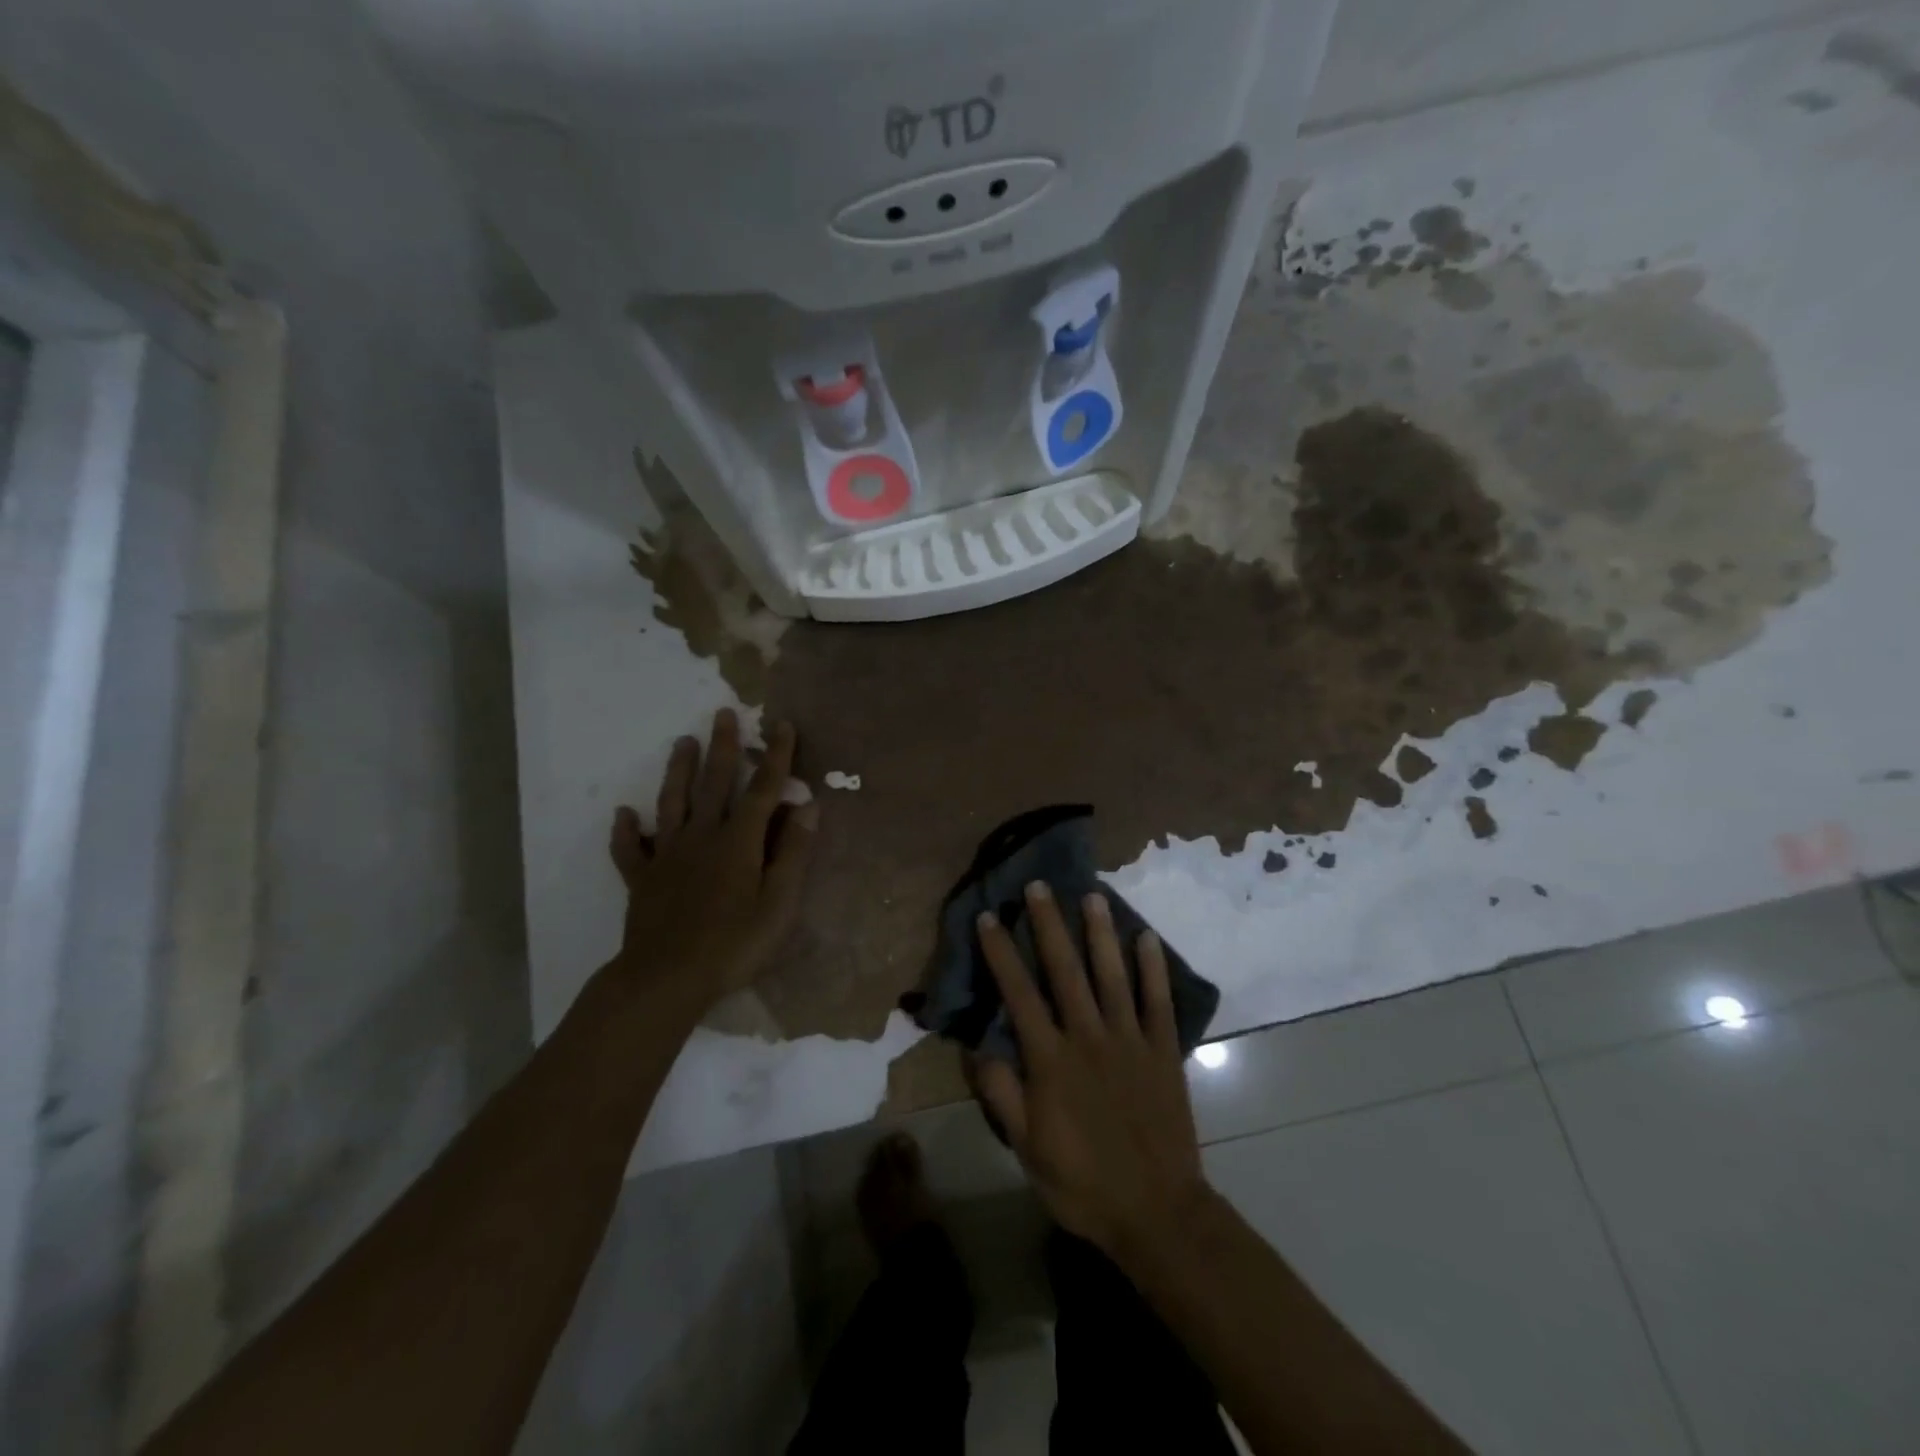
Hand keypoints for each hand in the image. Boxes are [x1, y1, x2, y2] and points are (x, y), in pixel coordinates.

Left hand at [607, 708, 817, 1014]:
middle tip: (722, 713)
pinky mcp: (642, 879)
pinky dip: (626, 830)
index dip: (774, 757)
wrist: (666, 979)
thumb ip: (793, 853)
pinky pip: (631, 849)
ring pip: (672, 804)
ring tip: (682, 742)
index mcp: (739, 842)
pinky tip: (623, 814)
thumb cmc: (733, 944)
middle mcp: (702, 837)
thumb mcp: (779, 904)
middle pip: (713, 784)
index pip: (762, 789)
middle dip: (721, 747)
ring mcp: (668, 856)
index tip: (781, 725)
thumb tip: (808, 806)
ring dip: (678, 771)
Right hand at [972, 884, 1208, 1261]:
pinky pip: (1158, 1002)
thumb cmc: (1083, 1183)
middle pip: (1065, 970)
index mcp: (1051, 1060)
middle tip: (1039, 886)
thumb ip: (1002, 1095)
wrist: (1157, 1213)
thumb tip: (977, 1047)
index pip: (1019, 994)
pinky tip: (1147, 938)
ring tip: (1092, 896)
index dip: (1001, 953)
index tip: (989, 917)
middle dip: (1049, 924)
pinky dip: (1153, 968)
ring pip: (1112, 975)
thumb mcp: (1027, 1149)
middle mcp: (1089, 1037)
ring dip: (1100, 933)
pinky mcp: (1164, 1051)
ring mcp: (1130, 1040)